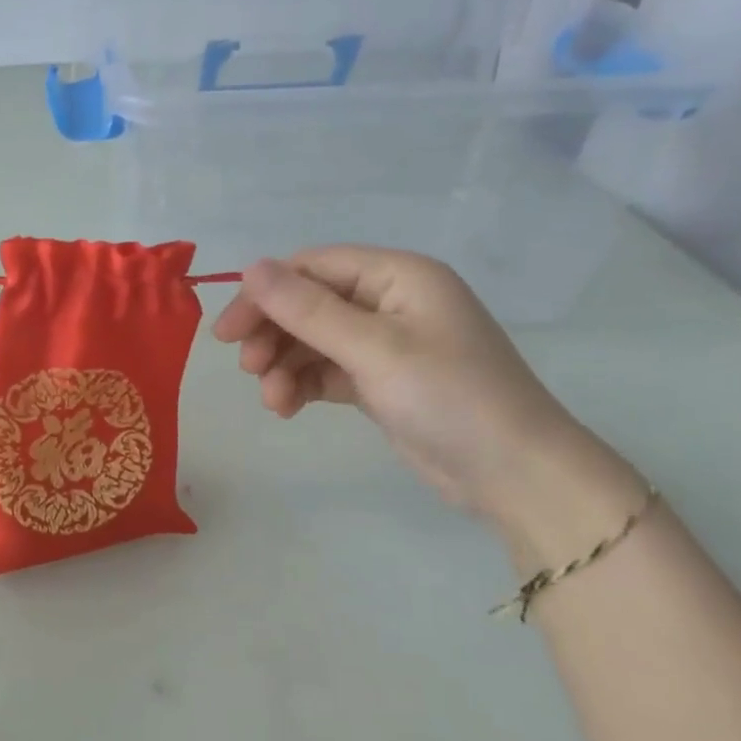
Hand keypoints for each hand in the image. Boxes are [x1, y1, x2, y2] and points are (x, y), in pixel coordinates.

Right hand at [212, 246, 641, 562]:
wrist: (513, 474)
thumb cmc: (448, 397)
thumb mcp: (373, 349)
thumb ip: (308, 310)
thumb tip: (250, 268)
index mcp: (398, 276)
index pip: (313, 267)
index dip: (265, 294)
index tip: (228, 333)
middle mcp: (390, 301)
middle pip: (309, 304)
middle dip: (273, 334)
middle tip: (247, 370)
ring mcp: (386, 343)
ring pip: (312, 340)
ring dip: (284, 365)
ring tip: (273, 401)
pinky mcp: (380, 380)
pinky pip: (326, 370)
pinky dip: (302, 384)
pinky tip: (288, 407)